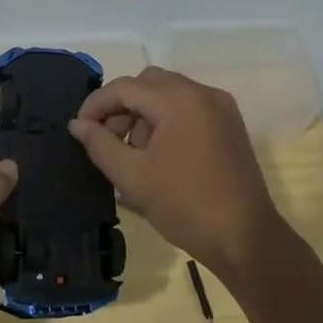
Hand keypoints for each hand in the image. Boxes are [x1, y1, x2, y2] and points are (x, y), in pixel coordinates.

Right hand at [69, 66, 283, 278]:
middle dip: (121, 107)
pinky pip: (189, 109)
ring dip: (143, 115)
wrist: (244, 238)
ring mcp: (221, 109)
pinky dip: (166, 122)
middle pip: (149, 84)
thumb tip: (78, 124)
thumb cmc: (184, 205)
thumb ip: (100, 144)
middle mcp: (204, 93)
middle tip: (106, 141)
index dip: (96, 105)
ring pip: (169, 95)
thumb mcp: (132, 176)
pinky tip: (157, 156)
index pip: (126, 87)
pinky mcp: (230, 126)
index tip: (78, 129)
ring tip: (132, 154)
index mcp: (180, 100)